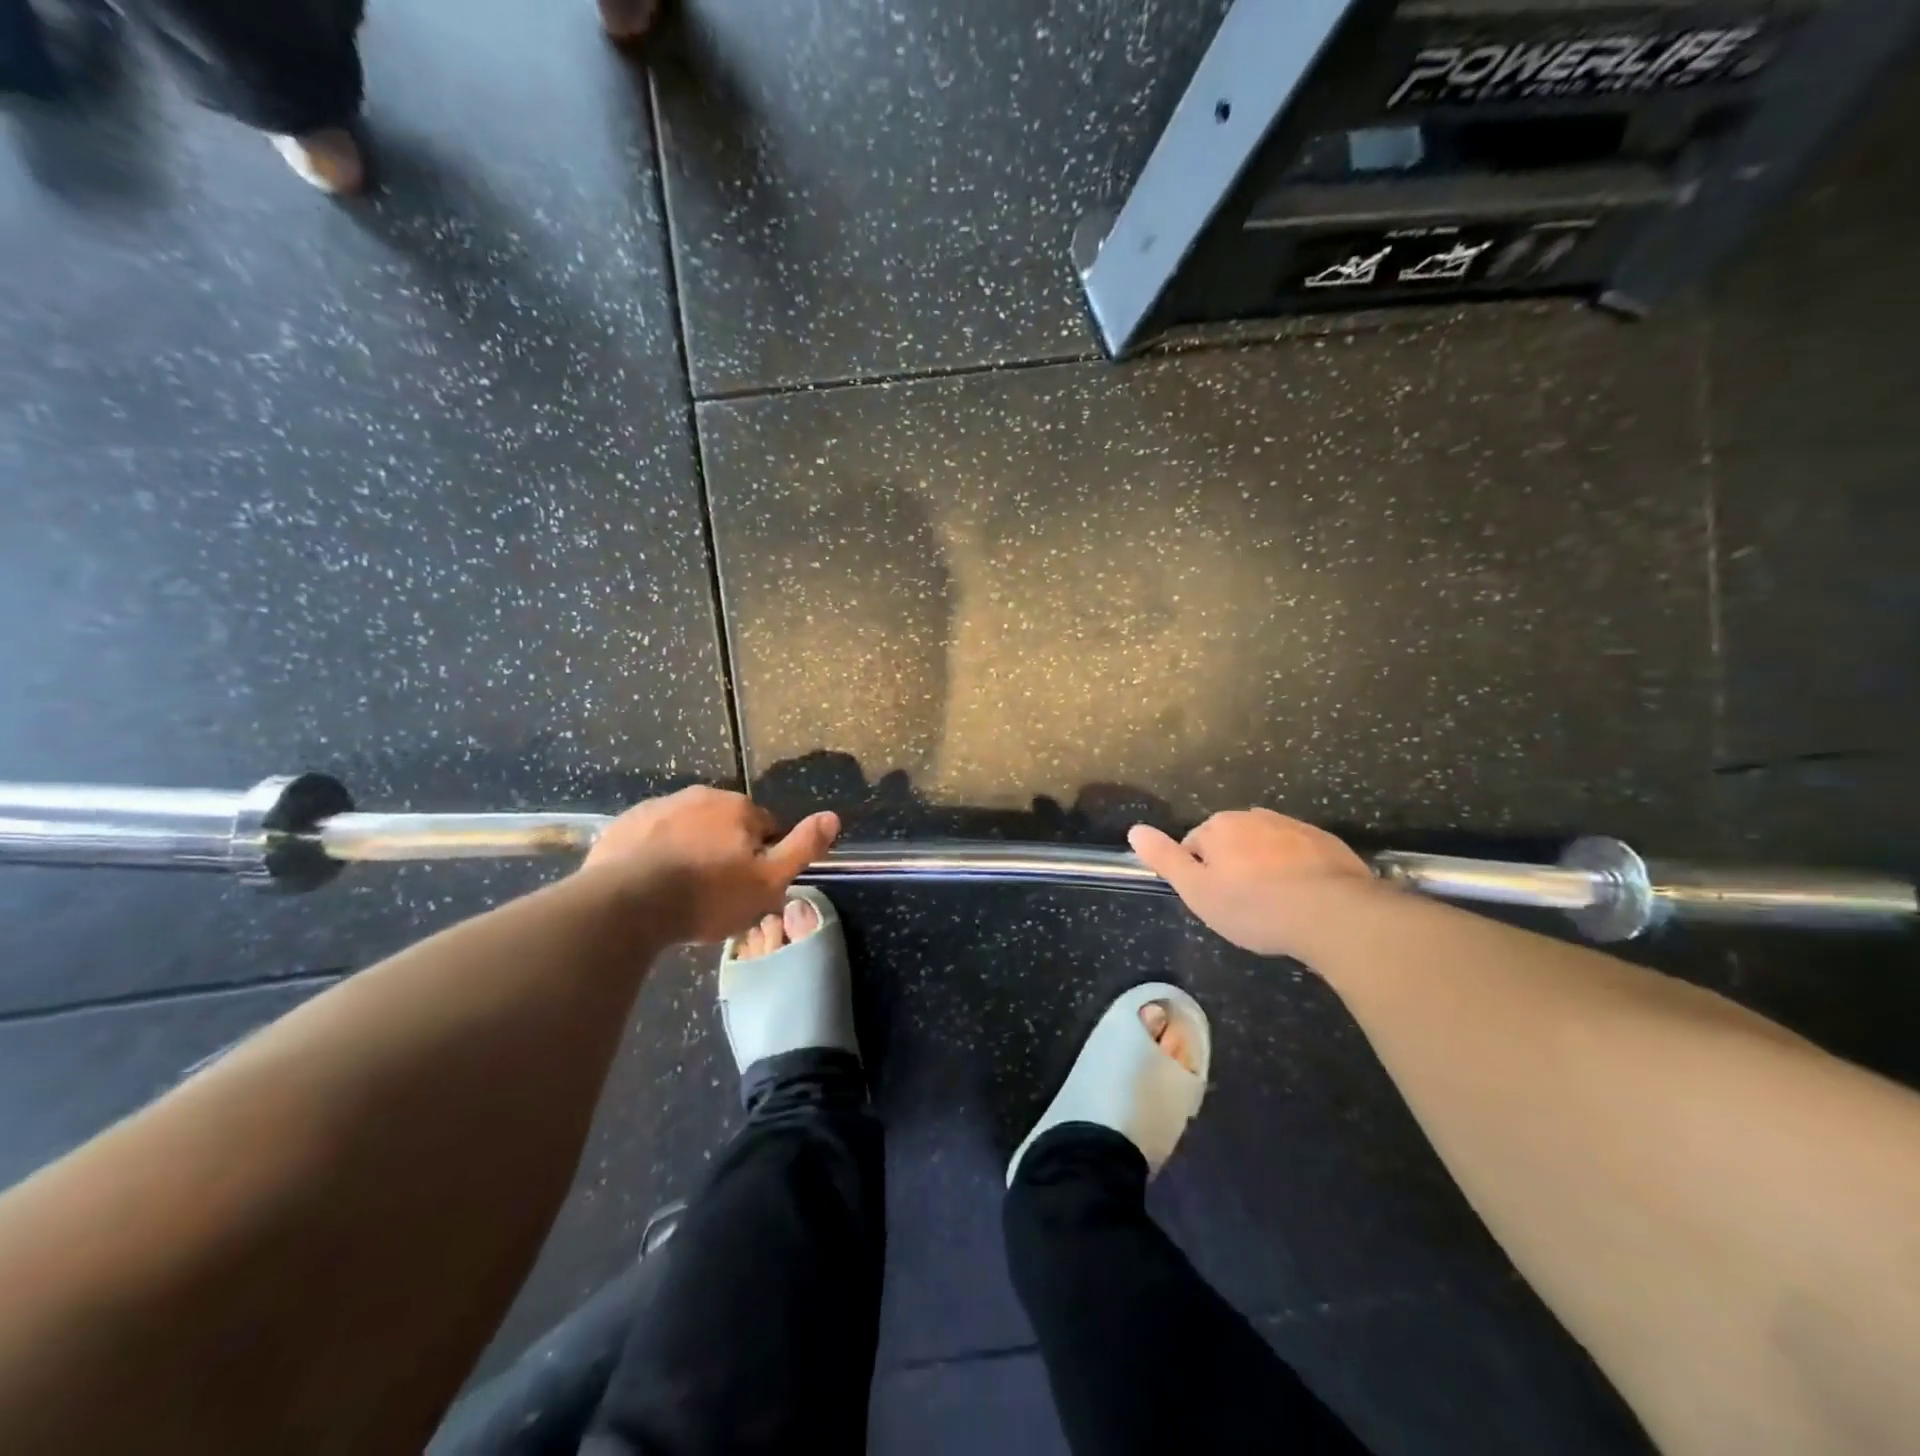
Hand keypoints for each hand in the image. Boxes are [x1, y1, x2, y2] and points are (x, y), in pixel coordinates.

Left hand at [582, 786, 839, 943]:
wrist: (626, 903)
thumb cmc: (707, 895)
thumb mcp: (768, 881)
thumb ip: (802, 847)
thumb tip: (833, 816)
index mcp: (739, 807)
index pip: (765, 828)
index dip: (762, 858)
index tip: (749, 887)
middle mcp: (701, 796)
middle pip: (725, 825)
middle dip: (725, 850)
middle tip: (716, 892)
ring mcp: (659, 807)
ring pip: (687, 829)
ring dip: (690, 850)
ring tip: (681, 891)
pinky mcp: (624, 824)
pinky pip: (651, 837)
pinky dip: (656, 853)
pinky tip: (651, 884)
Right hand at [1128, 809, 1374, 958]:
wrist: (1333, 913)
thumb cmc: (1254, 906)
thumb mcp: (1197, 890)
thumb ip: (1164, 858)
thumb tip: (1135, 829)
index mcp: (1219, 826)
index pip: (1194, 846)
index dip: (1201, 875)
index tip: (1216, 902)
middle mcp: (1253, 816)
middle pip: (1231, 843)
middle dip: (1234, 867)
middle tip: (1244, 906)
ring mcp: (1293, 826)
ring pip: (1266, 847)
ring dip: (1265, 868)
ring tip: (1276, 906)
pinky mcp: (1327, 842)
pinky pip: (1300, 855)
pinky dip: (1297, 871)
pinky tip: (1303, 900)